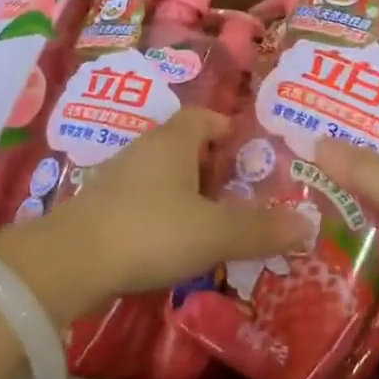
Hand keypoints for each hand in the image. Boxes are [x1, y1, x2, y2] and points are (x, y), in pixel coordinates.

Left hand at [11, 109, 310, 317]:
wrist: (70, 261)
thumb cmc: (151, 231)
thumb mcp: (214, 232)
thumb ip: (260, 229)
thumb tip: (308, 224)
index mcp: (173, 141)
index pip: (204, 117)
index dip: (228, 128)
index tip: (249, 152)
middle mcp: (145, 149)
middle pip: (184, 144)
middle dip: (212, 164)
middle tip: (239, 192)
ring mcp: (118, 176)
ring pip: (163, 173)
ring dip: (187, 190)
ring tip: (212, 220)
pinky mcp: (101, 206)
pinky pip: (143, 198)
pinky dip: (163, 211)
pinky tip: (173, 241)